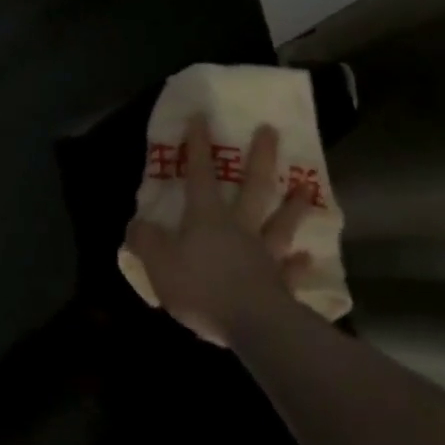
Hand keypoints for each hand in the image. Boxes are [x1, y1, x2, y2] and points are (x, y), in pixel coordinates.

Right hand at [122, 115, 309, 345]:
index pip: (200, 174)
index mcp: (207, 218)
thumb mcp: (157, 262)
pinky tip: (308, 257)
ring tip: (304, 189)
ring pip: (280, 224)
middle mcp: (240, 229)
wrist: (256, 328)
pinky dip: (299, 263)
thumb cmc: (202, 287)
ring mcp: (265, 256)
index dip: (198, 145)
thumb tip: (136, 225)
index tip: (202, 116)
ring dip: (293, 207)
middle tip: (271, 131)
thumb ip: (145, 239)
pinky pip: (291, 270)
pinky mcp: (282, 286)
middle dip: (260, 157)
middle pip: (253, 187)